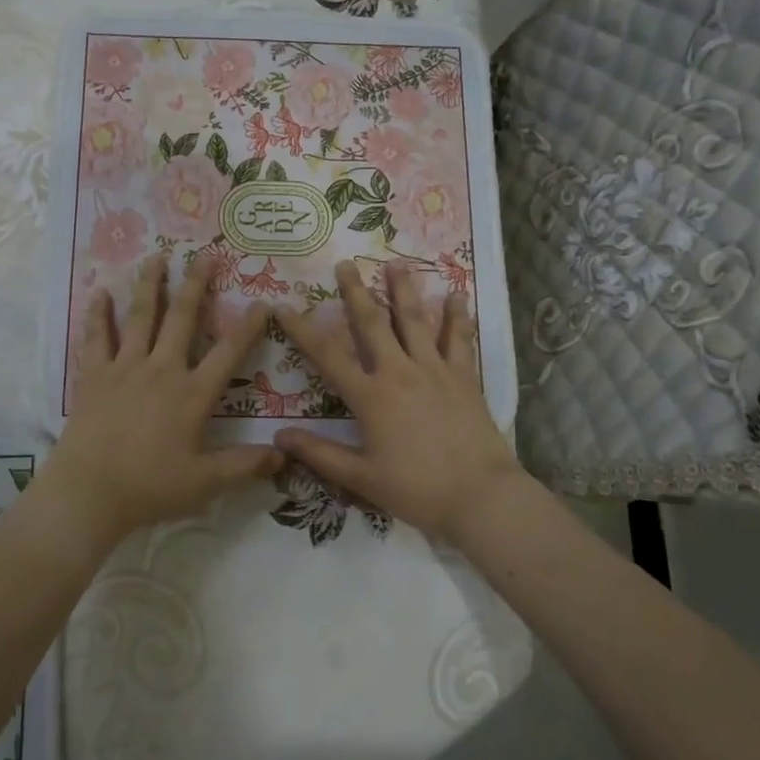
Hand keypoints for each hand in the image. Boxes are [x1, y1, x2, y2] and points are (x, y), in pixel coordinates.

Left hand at [40, 254, 282, 540]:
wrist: (89, 491)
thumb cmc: (150, 487)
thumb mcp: (206, 483)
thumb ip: (245, 465)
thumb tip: (284, 457)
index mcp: (192, 394)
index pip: (228, 353)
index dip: (249, 326)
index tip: (263, 302)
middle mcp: (162, 370)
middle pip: (182, 319)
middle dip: (196, 285)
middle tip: (205, 256)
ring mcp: (125, 368)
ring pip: (141, 317)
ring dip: (150, 285)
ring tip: (157, 257)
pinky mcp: (94, 375)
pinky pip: (96, 337)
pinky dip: (98, 314)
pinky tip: (99, 293)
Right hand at [275, 261, 521, 541]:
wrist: (480, 496)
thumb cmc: (416, 490)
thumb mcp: (361, 478)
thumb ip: (320, 454)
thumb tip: (279, 436)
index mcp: (371, 397)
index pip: (327, 356)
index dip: (302, 330)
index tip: (283, 306)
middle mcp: (400, 373)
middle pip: (373, 324)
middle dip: (356, 293)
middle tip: (346, 264)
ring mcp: (435, 371)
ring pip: (416, 321)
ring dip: (404, 291)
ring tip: (397, 263)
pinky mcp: (464, 378)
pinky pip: (459, 340)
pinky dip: (456, 318)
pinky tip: (456, 296)